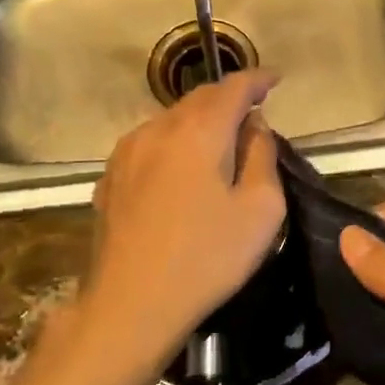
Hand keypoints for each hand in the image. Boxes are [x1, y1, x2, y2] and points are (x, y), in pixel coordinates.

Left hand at [79, 71, 285, 374]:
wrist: (132, 304)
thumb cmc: (207, 258)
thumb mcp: (261, 210)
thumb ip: (262, 156)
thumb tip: (254, 126)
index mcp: (198, 131)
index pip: (232, 87)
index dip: (257, 79)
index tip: (275, 80)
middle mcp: (157, 129)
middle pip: (198, 98)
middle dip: (228, 98)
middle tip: (252, 113)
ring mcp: (127, 152)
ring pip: (170, 119)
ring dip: (199, 121)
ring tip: (219, 141)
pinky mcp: (110, 177)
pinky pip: (150, 143)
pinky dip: (173, 142)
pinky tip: (181, 168)